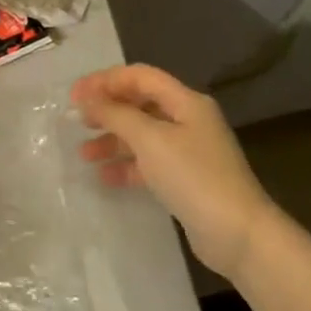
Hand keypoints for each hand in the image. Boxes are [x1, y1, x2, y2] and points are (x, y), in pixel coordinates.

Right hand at [71, 64, 279, 278]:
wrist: (236, 233)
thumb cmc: (193, 176)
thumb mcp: (150, 140)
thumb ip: (116, 115)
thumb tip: (87, 100)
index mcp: (186, 102)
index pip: (140, 77)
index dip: (105, 81)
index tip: (73, 96)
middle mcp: (188, 120)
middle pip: (140, 104)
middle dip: (107, 110)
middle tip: (76, 121)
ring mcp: (187, 151)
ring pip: (141, 135)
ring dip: (111, 140)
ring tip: (84, 154)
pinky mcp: (184, 178)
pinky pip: (148, 163)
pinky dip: (125, 166)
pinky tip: (104, 177)